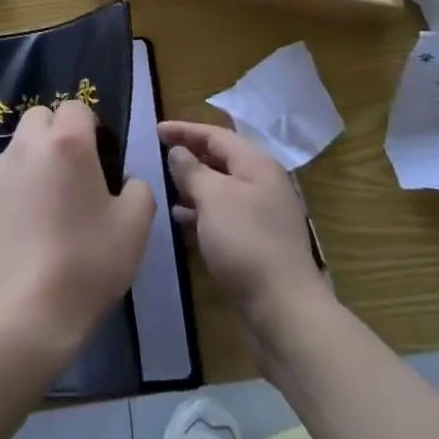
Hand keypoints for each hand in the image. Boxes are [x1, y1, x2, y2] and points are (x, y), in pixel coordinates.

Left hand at [0, 100, 154, 362]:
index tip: (99, 158)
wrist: (27, 313)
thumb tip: (126, 181)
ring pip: (16, 148)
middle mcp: (25, 146)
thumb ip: (138, 190)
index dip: (90, 127)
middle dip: (56, 134)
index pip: (76, 107)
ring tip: (46, 208)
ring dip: (32, 162)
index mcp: (67, 143)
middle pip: (39, 118)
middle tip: (72, 175)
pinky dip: (12, 191)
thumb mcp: (135, 227)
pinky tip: (23, 230)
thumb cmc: (88, 263)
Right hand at [159, 121, 326, 335]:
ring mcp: (261, 215)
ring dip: (194, 185)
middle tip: (159, 156)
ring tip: (165, 187)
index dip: (185, 130)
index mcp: (257, 165)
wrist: (282, 308)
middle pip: (221, 159)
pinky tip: (181, 219)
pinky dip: (201, 211)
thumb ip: (192, 169)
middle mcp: (262, 184)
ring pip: (221, 188)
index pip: (216, 135)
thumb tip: (178, 152)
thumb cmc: (246, 241)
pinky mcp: (256, 242)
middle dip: (190, 155)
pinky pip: (223, 215)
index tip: (156, 130)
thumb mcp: (213, 197)